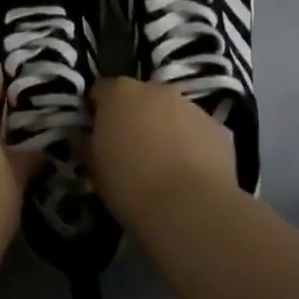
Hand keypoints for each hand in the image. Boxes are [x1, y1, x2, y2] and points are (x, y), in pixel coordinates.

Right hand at [88, 77, 238, 227]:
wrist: (190, 208)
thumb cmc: (130, 185)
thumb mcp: (94, 169)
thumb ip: (84, 144)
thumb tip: (79, 134)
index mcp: (120, 93)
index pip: (101, 90)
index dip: (96, 111)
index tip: (95, 134)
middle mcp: (156, 89)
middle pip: (139, 97)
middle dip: (133, 116)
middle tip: (129, 148)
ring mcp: (191, 106)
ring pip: (170, 111)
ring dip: (164, 127)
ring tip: (162, 162)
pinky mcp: (218, 127)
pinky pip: (196, 130)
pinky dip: (190, 142)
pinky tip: (189, 171)